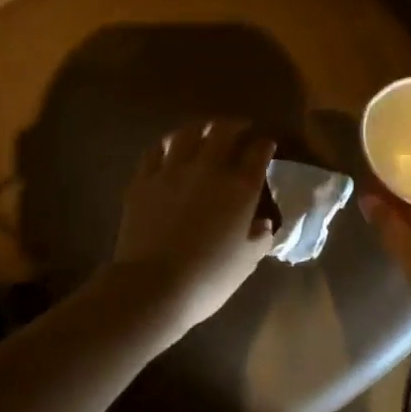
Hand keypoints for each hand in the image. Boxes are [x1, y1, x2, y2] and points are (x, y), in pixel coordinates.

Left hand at [112, 119, 277, 336]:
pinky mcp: (144, 179)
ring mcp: (172, 170)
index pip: (258, 153)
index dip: (264, 145)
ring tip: (205, 130)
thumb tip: (263, 223)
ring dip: (201, 128)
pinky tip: (170, 147)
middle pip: (223, 131)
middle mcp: (209, 169)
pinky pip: (157, 150)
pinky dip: (168, 144)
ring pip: (188, 133)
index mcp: (240, 187)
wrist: (154, 285)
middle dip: (235, 126)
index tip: (266, 145)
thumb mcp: (247, 261)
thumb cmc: (209, 277)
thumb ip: (260, 237)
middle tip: (239, 129)